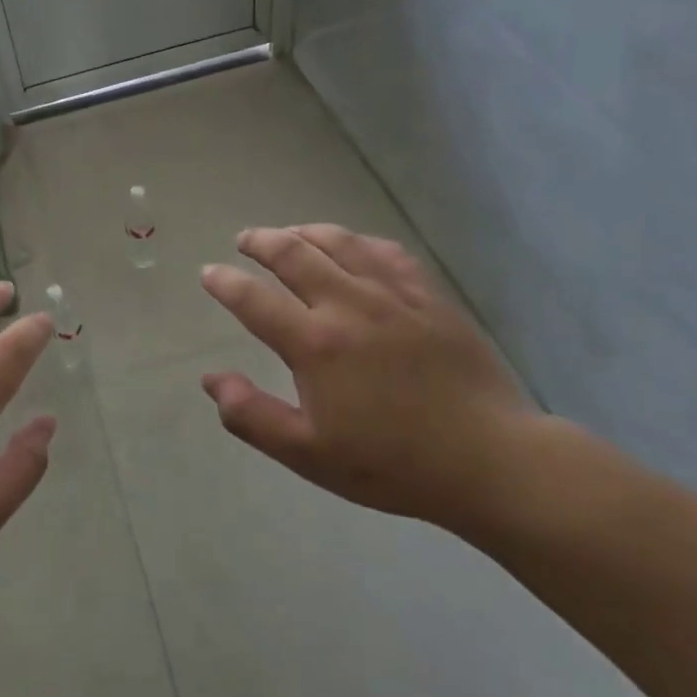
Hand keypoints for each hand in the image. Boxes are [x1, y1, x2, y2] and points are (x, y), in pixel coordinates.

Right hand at [200, 226, 537, 530]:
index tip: (209, 273)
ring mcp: (394, 296)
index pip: (254, 299)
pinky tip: (353, 246)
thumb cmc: (391, 464)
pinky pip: (387, 252)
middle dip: (261, 242)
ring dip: (305, 232)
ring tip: (288, 233)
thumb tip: (212, 379)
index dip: (225, 283)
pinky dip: (359, 241)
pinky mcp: (429, 297)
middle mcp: (349, 305)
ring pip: (340, 242)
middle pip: (294, 254)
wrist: (488, 461)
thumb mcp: (308, 454)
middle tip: (244, 240)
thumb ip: (252, 416)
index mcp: (315, 344)